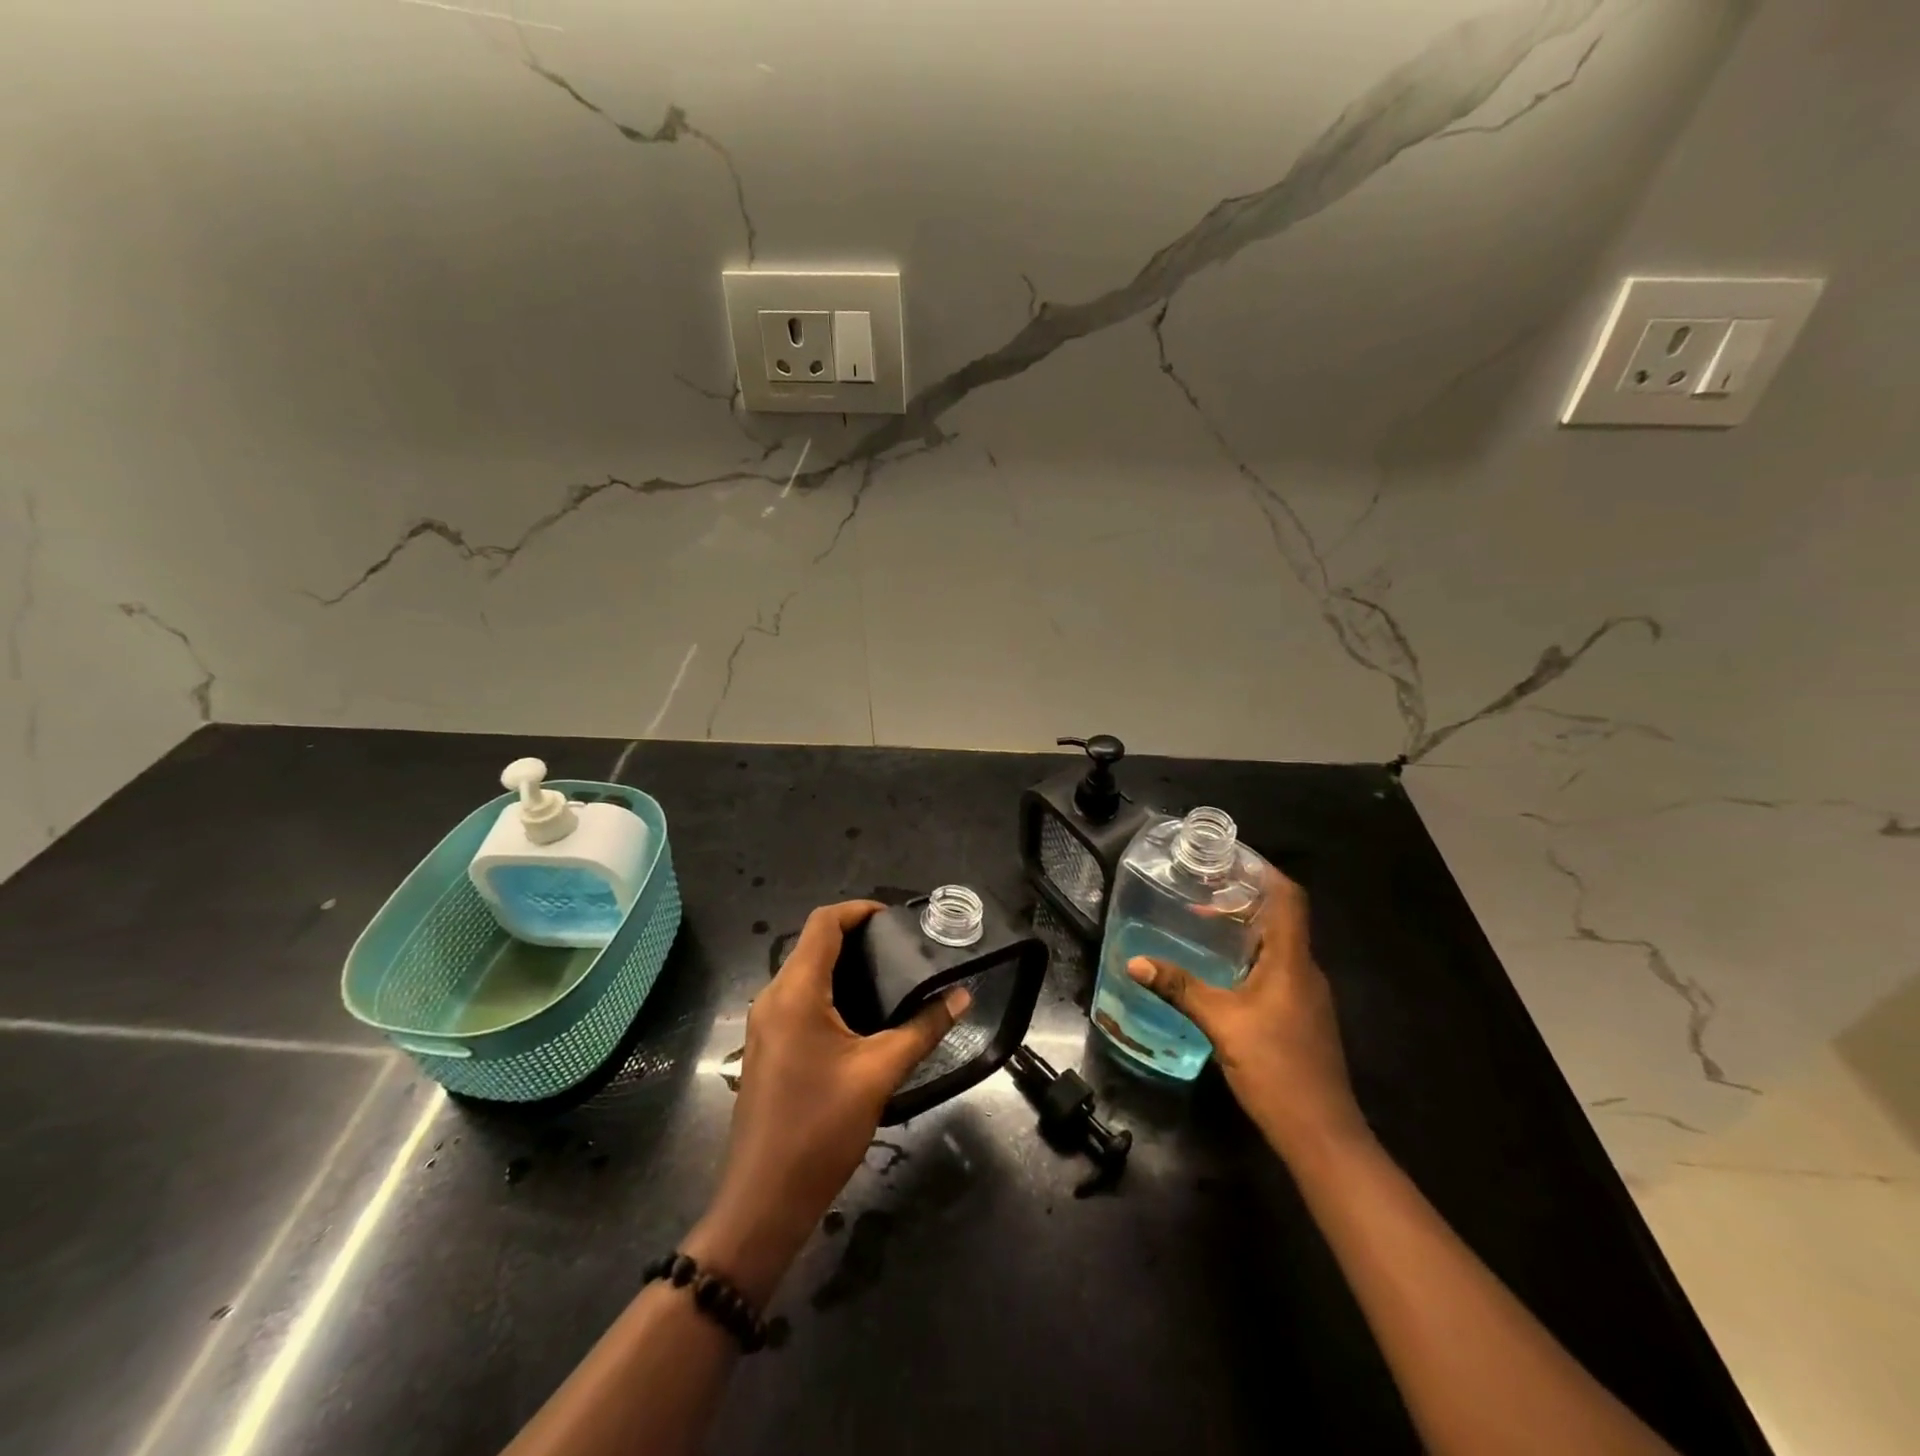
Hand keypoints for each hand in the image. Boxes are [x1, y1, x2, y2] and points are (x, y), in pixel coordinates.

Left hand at [684, 900, 969, 1303]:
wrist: (763, 1200)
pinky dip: (829, 992)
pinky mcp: (766, 1047)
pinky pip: (797, 1000)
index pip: (822, 923)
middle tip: (902, 950)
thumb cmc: (820, 1129)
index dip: (858, 910)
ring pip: (803, 973)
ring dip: (842, 966)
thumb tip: (962, 997)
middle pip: (812, 944)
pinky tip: (861, 1016)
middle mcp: (772, 997)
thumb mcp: (880, 1074)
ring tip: (889, 978)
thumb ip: (923, 1029)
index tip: (896, 919)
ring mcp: (764, 1024)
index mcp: (795, 992)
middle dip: (856, 938)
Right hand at [1126, 868, 1363, 1154]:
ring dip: (1245, 930)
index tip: (1229, 860)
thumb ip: (1179, 987)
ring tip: (1203, 924)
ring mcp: (1307, 996)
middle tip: (1201, 891)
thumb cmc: (1276, 1067)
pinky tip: (1220, 971)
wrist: (1321, 1133)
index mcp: (1292, 961)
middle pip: (1281, 918)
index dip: (1264, 873)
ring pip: (1278, 946)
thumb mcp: (1221, 1022)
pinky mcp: (1301, 1016)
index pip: (1289, 898)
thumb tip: (1134, 961)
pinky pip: (1277, 970)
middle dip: (1244, 900)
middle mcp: (1305, 970)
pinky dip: (1249, 957)